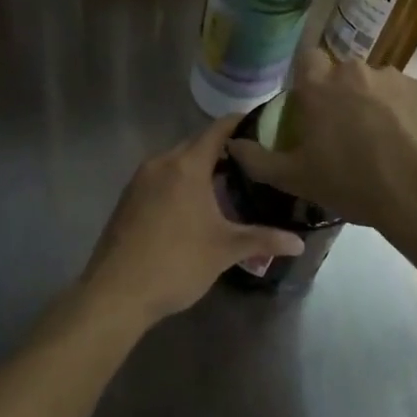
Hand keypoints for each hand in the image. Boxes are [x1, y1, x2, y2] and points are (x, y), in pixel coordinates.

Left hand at [81, 114, 303, 327]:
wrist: (116, 292)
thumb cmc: (176, 263)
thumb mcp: (225, 250)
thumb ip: (263, 239)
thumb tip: (300, 242)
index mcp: (187, 166)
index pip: (217, 130)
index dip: (240, 123)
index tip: (263, 125)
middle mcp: (161, 162)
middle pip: (196, 144)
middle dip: (223, 150)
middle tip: (252, 162)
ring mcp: (140, 179)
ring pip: (177, 161)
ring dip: (200, 168)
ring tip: (228, 184)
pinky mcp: (128, 197)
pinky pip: (161, 177)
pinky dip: (180, 181)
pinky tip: (195, 205)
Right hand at [228, 51, 416, 243]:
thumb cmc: (352, 183)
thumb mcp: (296, 179)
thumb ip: (258, 159)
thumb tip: (232, 143)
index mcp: (320, 86)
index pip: (307, 60)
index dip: (308, 80)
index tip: (312, 108)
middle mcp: (355, 71)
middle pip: (343, 75)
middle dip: (343, 96)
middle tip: (346, 132)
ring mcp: (395, 78)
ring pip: (377, 85)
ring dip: (375, 104)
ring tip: (383, 142)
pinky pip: (407, 97)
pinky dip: (405, 114)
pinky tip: (409, 143)